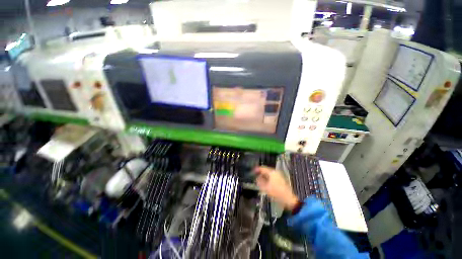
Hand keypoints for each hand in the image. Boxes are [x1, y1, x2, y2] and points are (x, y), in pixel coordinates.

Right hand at [255, 166, 298, 210]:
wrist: (288, 199)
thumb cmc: (276, 192)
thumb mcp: (265, 188)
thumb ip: (260, 181)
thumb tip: (257, 178)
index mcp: (272, 172)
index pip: (262, 168)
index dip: (257, 169)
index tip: (252, 171)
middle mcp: (276, 172)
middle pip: (266, 170)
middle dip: (261, 173)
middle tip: (256, 175)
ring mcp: (279, 175)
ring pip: (269, 173)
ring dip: (264, 175)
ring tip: (260, 180)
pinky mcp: (281, 179)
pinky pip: (272, 176)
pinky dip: (268, 178)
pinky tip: (266, 182)